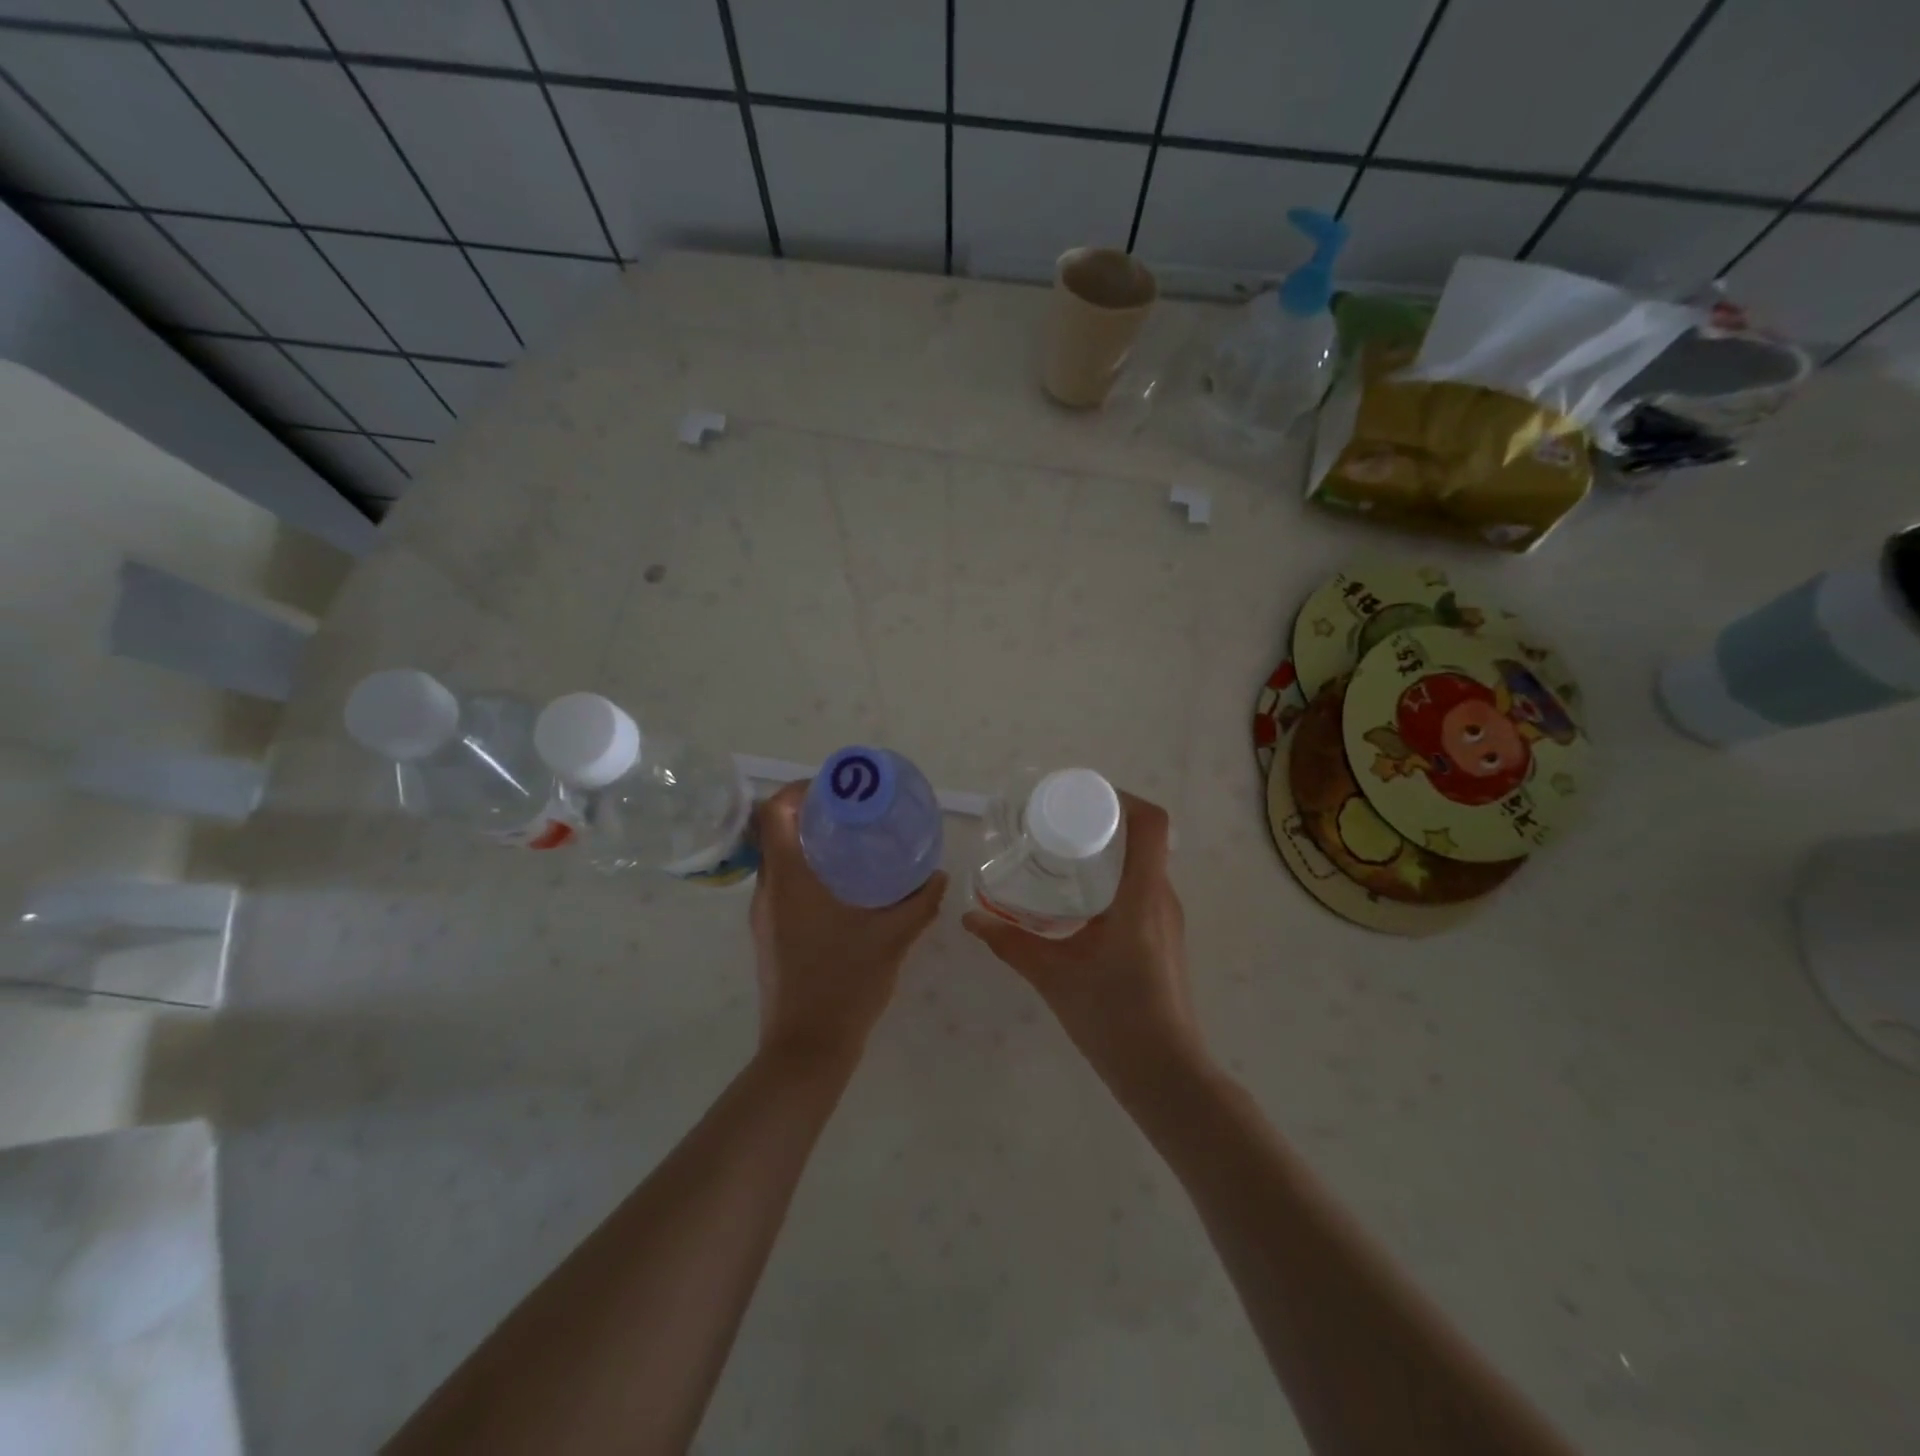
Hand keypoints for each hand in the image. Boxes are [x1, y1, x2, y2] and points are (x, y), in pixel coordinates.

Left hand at [749, 781, 947, 1067]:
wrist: (807, 1049)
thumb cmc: (846, 983)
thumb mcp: (893, 938)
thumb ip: (920, 902)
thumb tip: (939, 874)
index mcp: (790, 879)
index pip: (775, 812)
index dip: (799, 788)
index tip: (836, 787)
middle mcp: (768, 890)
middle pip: (775, 831)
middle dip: (811, 812)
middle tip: (853, 811)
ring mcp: (764, 915)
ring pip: (778, 859)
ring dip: (808, 843)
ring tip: (852, 843)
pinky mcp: (769, 934)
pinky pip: (782, 885)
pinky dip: (807, 871)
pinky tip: (843, 887)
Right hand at [963, 792, 1204, 1089]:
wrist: (1165, 1075)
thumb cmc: (1113, 1017)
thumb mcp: (1052, 974)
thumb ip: (1009, 942)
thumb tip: (968, 918)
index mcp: (1142, 895)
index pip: (1150, 823)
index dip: (1121, 798)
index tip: (1080, 798)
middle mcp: (1162, 898)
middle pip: (1144, 838)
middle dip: (1103, 821)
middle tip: (1058, 824)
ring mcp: (1167, 919)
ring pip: (1143, 865)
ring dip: (1109, 851)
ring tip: (1063, 855)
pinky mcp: (1164, 938)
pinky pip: (1142, 889)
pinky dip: (1114, 879)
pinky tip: (1079, 900)